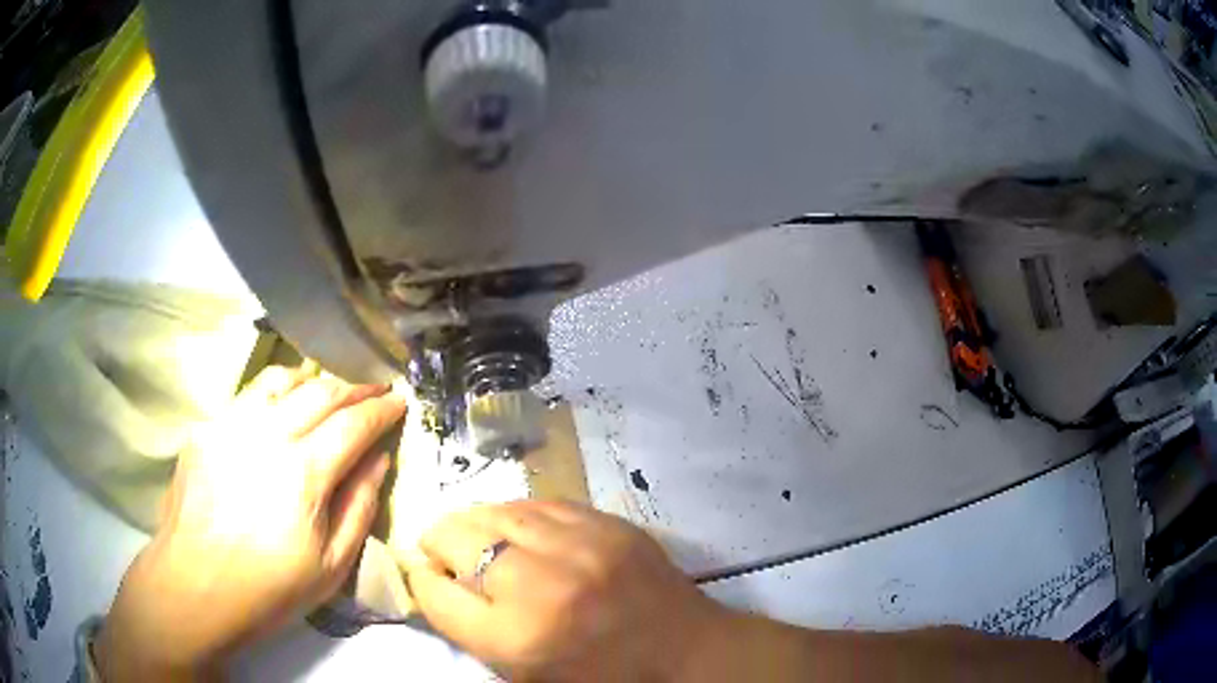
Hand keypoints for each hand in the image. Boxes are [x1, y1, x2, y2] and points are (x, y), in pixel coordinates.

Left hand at [95, 367, 405, 679]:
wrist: (195, 587)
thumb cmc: (269, 589)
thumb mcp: (331, 566)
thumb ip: (359, 506)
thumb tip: (378, 458)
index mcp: (304, 473)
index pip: (354, 423)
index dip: (382, 409)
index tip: (400, 400)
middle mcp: (268, 434)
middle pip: (320, 392)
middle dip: (354, 386)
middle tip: (374, 388)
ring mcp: (231, 424)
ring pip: (281, 379)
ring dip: (314, 378)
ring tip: (329, 388)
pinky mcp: (206, 427)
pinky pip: (248, 394)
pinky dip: (275, 390)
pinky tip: (280, 405)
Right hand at [405, 501, 727, 680]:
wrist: (684, 652)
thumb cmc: (599, 676)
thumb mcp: (523, 673)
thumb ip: (469, 627)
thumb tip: (430, 578)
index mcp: (516, 637)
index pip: (433, 593)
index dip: (421, 581)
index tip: (424, 577)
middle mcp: (540, 584)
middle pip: (454, 538)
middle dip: (439, 545)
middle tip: (445, 556)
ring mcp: (579, 545)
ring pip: (493, 510)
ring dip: (474, 525)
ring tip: (478, 539)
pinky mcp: (607, 523)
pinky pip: (538, 503)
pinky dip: (516, 516)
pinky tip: (519, 530)